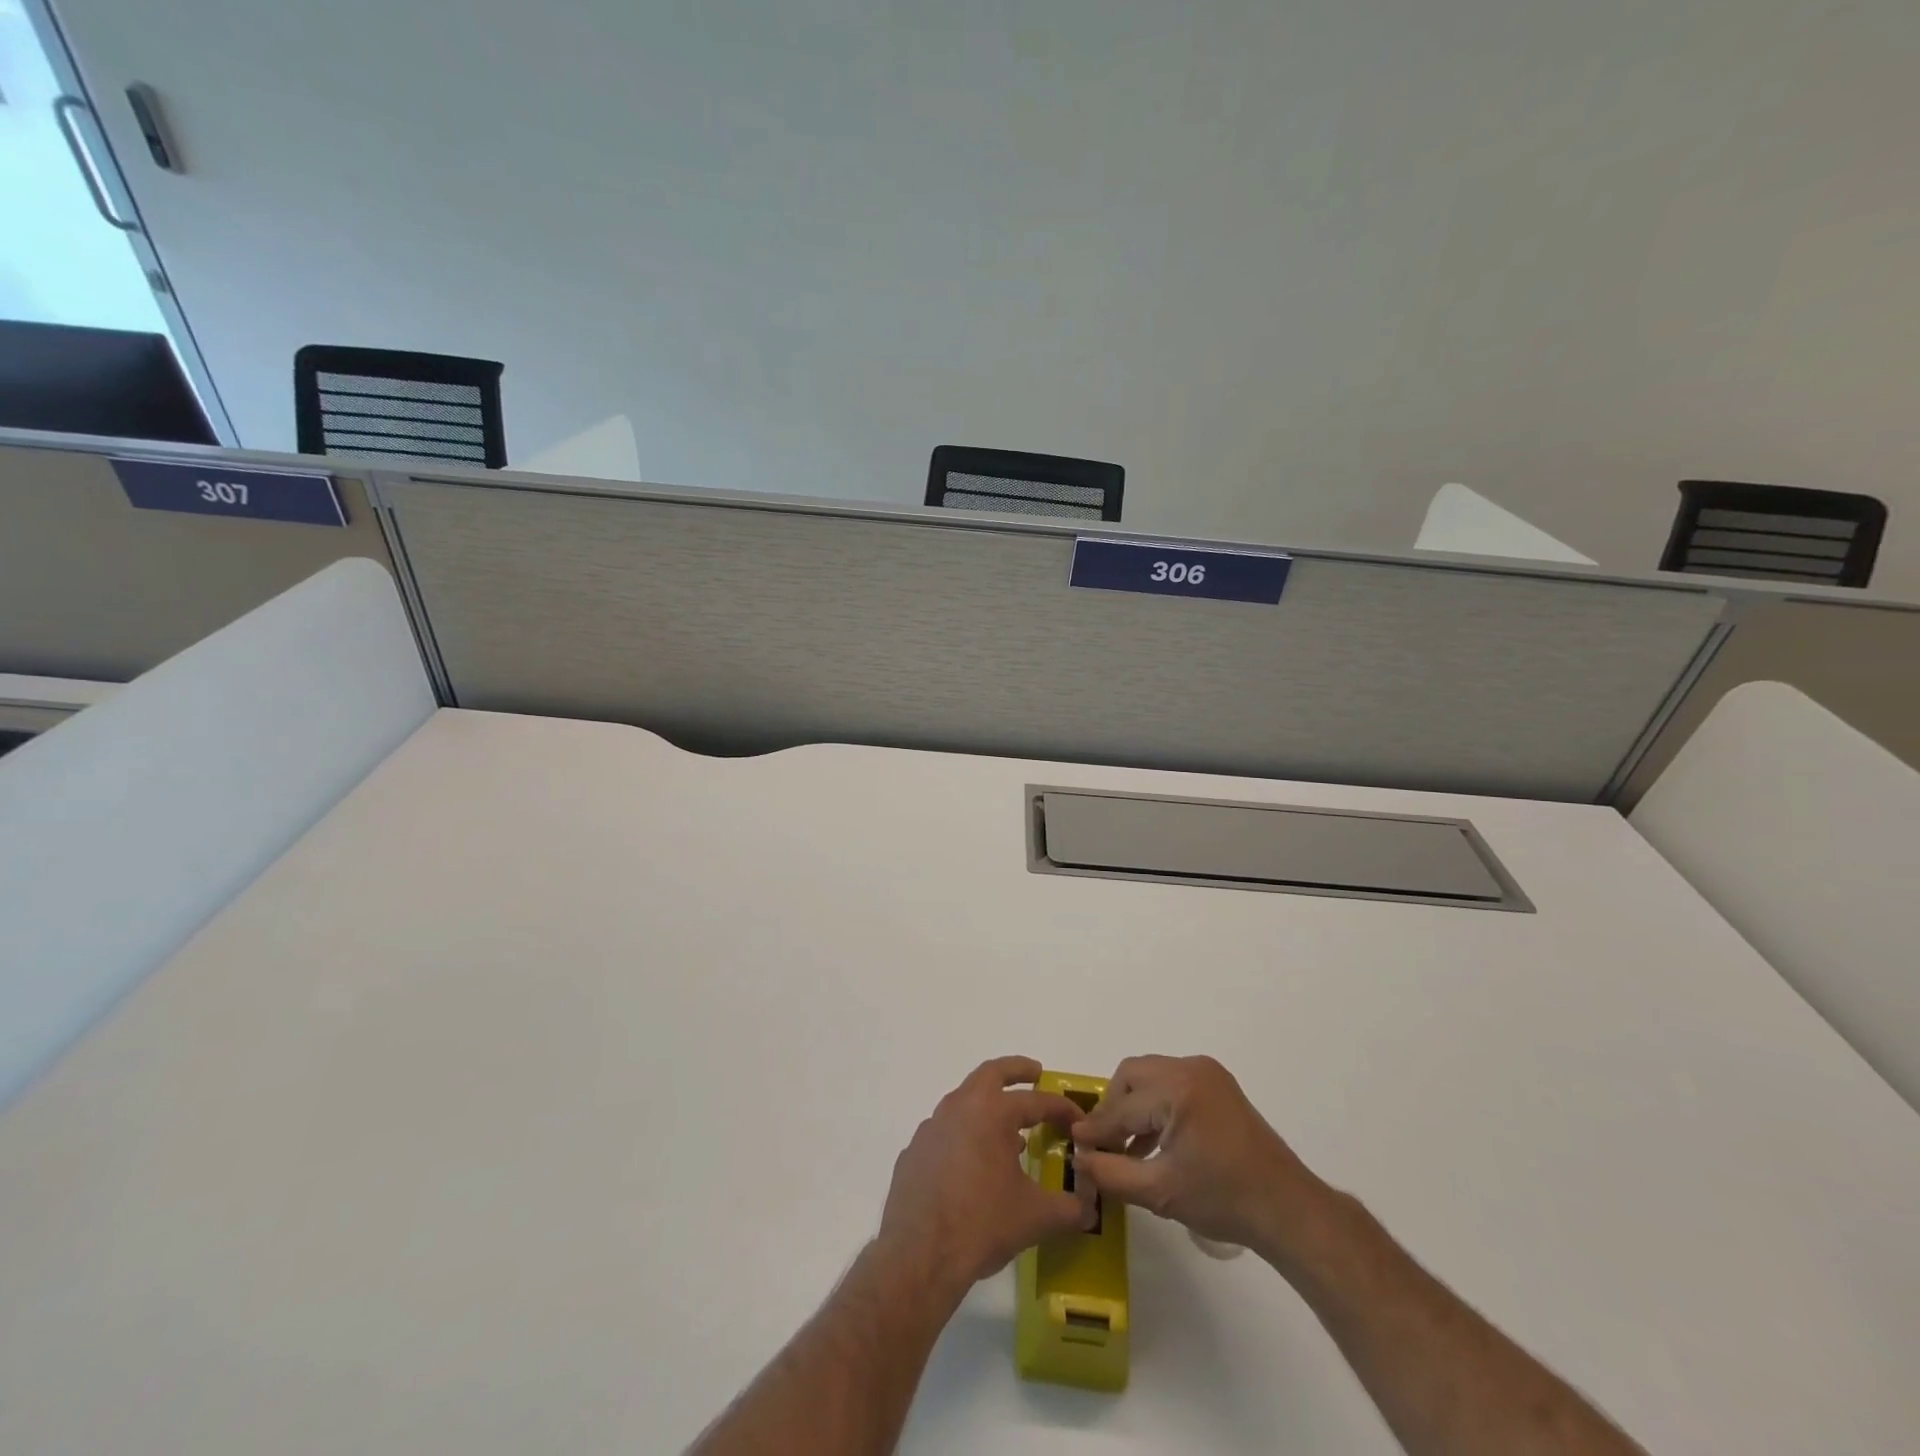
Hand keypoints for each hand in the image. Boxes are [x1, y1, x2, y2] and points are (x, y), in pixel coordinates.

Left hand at [877, 1056, 1092, 1296]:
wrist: (919, 1255)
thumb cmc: (982, 1224)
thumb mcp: (1035, 1217)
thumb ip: (1068, 1208)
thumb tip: (1088, 1208)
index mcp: (991, 1112)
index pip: (1035, 1101)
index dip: (1061, 1108)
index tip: (1078, 1119)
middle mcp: (959, 1108)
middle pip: (990, 1074)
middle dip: (1015, 1070)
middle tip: (1035, 1074)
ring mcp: (931, 1128)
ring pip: (964, 1102)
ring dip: (988, 1107)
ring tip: (1009, 1132)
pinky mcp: (913, 1152)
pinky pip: (944, 1133)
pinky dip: (964, 1136)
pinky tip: (973, 1165)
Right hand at [1072, 1055, 1329, 1258]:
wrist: (1287, 1208)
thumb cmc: (1223, 1200)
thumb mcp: (1160, 1192)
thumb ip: (1111, 1174)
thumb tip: (1078, 1158)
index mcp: (1177, 1090)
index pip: (1122, 1107)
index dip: (1097, 1128)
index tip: (1075, 1143)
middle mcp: (1190, 1068)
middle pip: (1132, 1076)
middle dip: (1114, 1108)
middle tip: (1104, 1143)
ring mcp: (1207, 1073)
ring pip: (1150, 1076)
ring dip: (1133, 1105)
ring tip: (1126, 1147)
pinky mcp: (1218, 1084)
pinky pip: (1171, 1083)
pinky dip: (1156, 1105)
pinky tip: (1153, 1141)